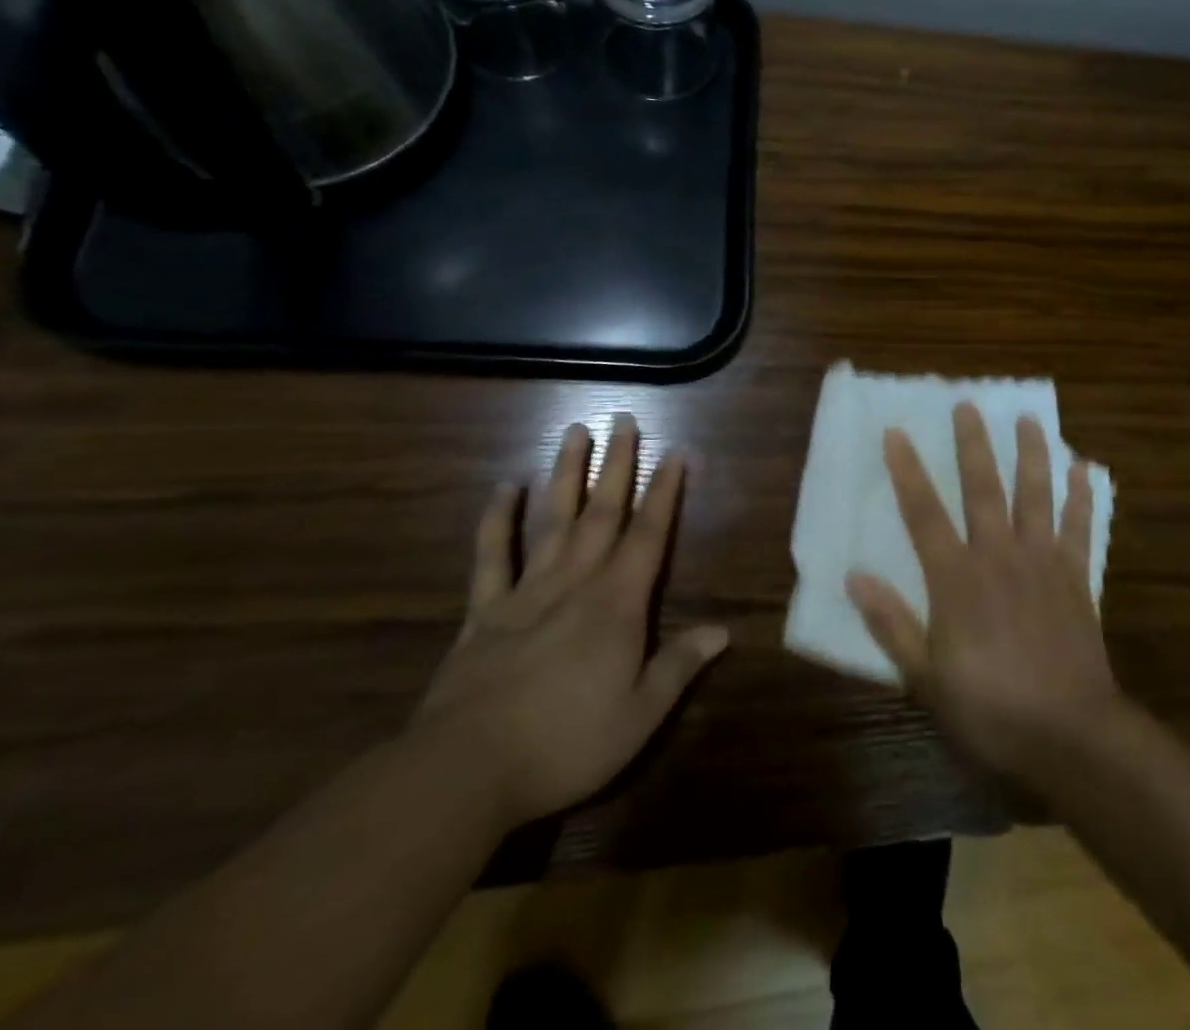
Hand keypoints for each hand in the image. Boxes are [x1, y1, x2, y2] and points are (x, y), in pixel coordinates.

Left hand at [415, 415, 728, 826]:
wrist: (466, 770)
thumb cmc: (566, 743)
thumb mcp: (640, 715)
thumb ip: (680, 666)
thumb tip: (723, 631)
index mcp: (617, 603)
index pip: (649, 535)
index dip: (665, 493)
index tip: (675, 453)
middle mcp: (576, 582)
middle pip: (603, 512)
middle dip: (617, 464)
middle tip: (623, 419)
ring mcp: (526, 592)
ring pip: (553, 520)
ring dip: (566, 474)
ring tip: (574, 432)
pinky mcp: (485, 611)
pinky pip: (492, 556)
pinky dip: (497, 519)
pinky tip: (503, 487)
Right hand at [846, 403, 1121, 783]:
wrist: (1071, 736)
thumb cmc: (990, 709)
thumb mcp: (926, 679)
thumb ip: (891, 624)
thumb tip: (855, 576)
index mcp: (957, 579)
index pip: (924, 513)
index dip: (908, 471)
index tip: (896, 432)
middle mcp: (999, 557)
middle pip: (983, 489)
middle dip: (973, 444)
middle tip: (968, 404)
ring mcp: (1042, 563)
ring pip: (1036, 496)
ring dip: (1032, 454)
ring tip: (1029, 419)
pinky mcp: (1077, 579)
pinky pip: (1081, 528)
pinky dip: (1082, 497)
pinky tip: (1084, 468)